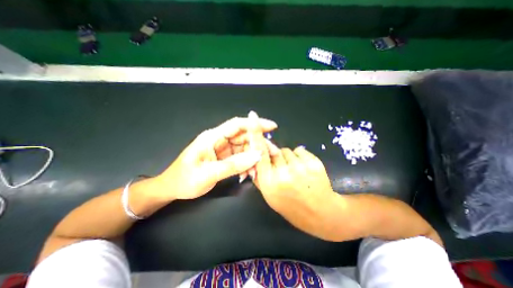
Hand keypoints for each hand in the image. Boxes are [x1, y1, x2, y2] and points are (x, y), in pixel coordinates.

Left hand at [155, 116, 278, 200]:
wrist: (172, 188)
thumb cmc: (184, 180)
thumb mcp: (209, 174)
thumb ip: (233, 165)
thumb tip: (256, 157)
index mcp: (212, 137)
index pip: (237, 125)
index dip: (255, 124)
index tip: (272, 127)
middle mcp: (219, 140)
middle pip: (244, 137)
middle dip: (258, 145)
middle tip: (272, 154)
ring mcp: (223, 149)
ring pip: (244, 148)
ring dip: (253, 158)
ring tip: (258, 170)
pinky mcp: (224, 157)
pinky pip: (240, 157)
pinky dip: (247, 164)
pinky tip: (248, 174)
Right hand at [254, 142, 339, 240]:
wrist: (320, 213)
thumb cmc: (291, 205)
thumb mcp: (270, 196)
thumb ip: (259, 176)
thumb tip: (254, 156)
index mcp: (270, 183)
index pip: (260, 154)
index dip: (256, 138)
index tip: (253, 123)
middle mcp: (283, 174)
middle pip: (275, 151)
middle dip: (276, 157)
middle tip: (283, 169)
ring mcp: (300, 168)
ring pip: (287, 150)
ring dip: (288, 158)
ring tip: (295, 171)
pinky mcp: (314, 163)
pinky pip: (300, 150)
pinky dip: (300, 156)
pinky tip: (304, 169)